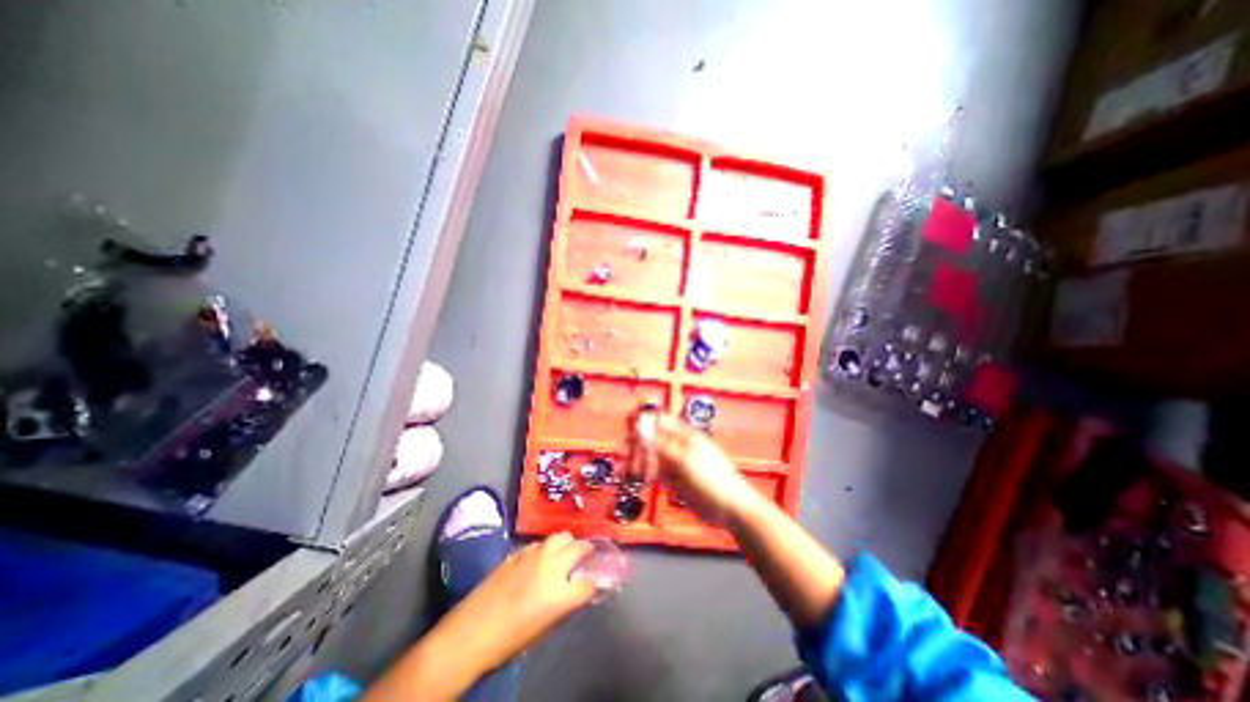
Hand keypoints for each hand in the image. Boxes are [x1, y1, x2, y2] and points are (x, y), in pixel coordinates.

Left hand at [432, 531, 595, 674]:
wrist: (472, 631)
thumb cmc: (510, 639)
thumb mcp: (545, 627)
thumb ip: (565, 603)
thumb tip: (576, 590)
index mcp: (561, 592)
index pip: (589, 582)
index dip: (593, 582)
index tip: (593, 581)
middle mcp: (552, 566)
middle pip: (579, 547)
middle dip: (585, 550)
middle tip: (585, 556)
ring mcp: (534, 555)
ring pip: (560, 536)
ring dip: (566, 543)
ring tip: (564, 552)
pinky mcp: (519, 551)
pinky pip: (540, 542)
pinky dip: (546, 547)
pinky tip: (540, 557)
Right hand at [625, 408, 761, 522]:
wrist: (729, 508)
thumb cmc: (711, 478)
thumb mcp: (686, 460)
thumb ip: (662, 445)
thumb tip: (641, 430)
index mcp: (683, 434)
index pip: (659, 419)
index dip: (643, 420)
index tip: (627, 427)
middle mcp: (676, 444)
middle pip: (651, 438)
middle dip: (635, 443)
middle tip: (621, 454)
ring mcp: (673, 462)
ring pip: (649, 455)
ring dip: (635, 459)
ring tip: (621, 469)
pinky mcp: (671, 478)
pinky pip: (652, 471)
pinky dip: (641, 472)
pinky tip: (630, 476)